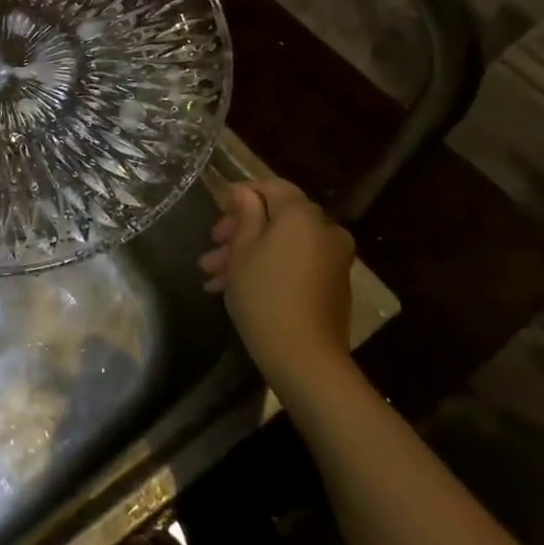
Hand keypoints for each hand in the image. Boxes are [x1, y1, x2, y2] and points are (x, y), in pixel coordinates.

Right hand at [200, 178, 355, 388]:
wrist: (305, 358)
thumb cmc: (264, 294)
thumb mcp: (242, 250)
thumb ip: (245, 214)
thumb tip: (245, 193)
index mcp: (302, 215)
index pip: (271, 186)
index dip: (241, 193)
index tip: (215, 208)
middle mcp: (324, 230)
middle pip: (277, 217)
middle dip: (240, 230)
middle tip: (211, 247)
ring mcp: (332, 259)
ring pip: (282, 243)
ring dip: (248, 253)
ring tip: (213, 276)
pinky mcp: (332, 284)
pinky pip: (295, 262)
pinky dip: (268, 266)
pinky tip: (235, 287)